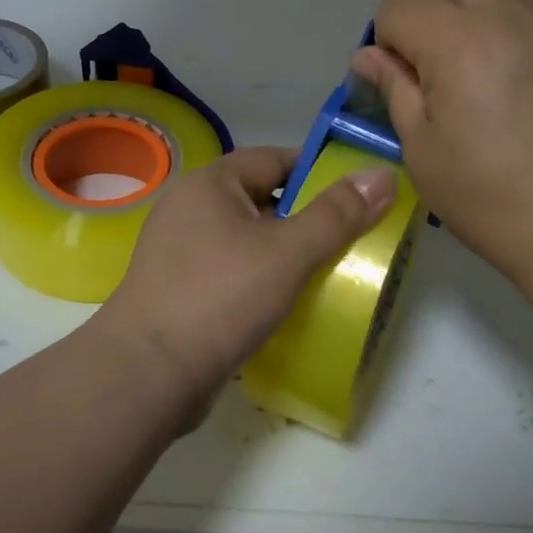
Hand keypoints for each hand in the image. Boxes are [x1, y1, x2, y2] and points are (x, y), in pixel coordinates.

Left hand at [93, 146, 395, 422]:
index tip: (358, 195)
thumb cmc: (221, 297)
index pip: (275, 159)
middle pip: (263, 200)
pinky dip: (261, 279)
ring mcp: (181, 251)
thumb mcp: (289, 252)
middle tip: (352, 238)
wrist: (149, 373)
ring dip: (286, 253)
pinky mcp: (180, 290)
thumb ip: (338, 213)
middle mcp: (191, 208)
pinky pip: (233, 271)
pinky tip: (288, 302)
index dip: (319, 172)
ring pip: (249, 240)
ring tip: (330, 271)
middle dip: (307, 218)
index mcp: (210, 184)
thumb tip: (383, 173)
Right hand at [350, 0, 532, 291]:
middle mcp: (508, 14)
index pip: (400, 3)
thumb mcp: (421, 151)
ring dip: (486, 2)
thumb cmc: (488, 199)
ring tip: (487, 54)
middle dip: (432, 9)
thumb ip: (394, 89)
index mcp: (455, 40)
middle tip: (437, 65)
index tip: (399, 80)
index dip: (388, 39)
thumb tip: (369, 54)